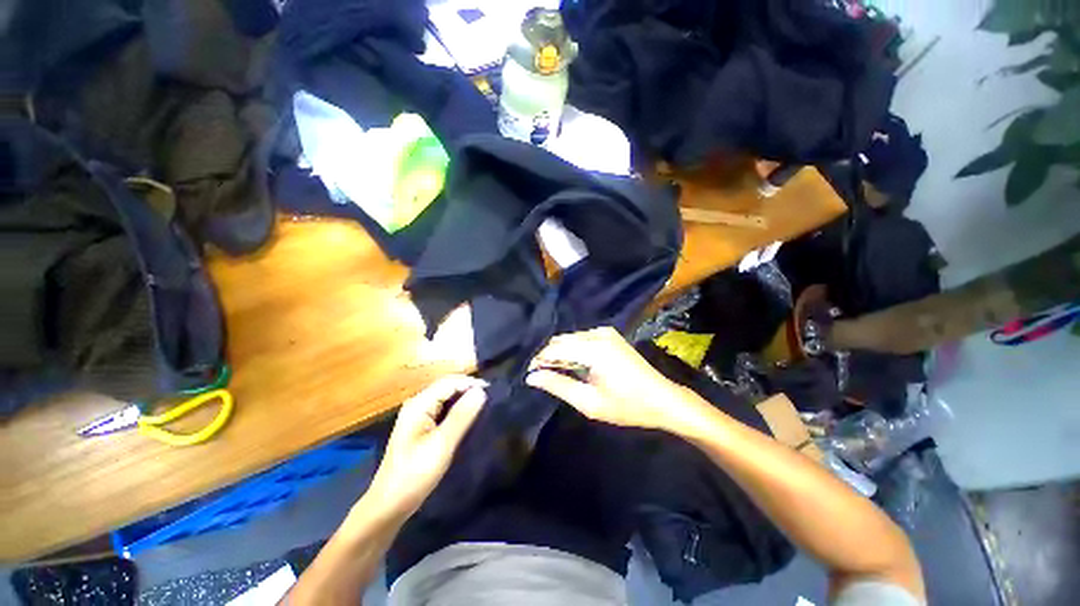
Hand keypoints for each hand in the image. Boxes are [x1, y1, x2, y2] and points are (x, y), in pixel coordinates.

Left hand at [363, 375, 487, 519]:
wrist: (390, 505)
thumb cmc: (415, 474)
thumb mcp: (442, 444)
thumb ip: (462, 416)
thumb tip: (481, 391)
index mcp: (419, 404)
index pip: (449, 382)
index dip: (471, 383)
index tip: (493, 391)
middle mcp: (417, 404)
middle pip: (447, 387)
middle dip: (468, 389)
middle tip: (490, 398)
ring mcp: (417, 416)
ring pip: (445, 398)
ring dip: (463, 399)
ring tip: (484, 406)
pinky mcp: (420, 427)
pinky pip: (442, 410)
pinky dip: (456, 410)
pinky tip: (468, 418)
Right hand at [526, 327, 707, 433]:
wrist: (663, 399)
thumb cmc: (627, 406)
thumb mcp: (589, 402)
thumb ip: (558, 386)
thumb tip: (531, 377)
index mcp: (593, 348)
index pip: (554, 348)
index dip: (538, 360)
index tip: (528, 374)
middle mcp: (597, 333)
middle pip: (561, 340)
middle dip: (548, 356)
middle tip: (540, 376)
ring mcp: (605, 332)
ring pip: (570, 339)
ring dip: (560, 354)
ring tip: (554, 373)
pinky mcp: (609, 335)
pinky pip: (582, 339)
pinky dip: (573, 351)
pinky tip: (573, 366)